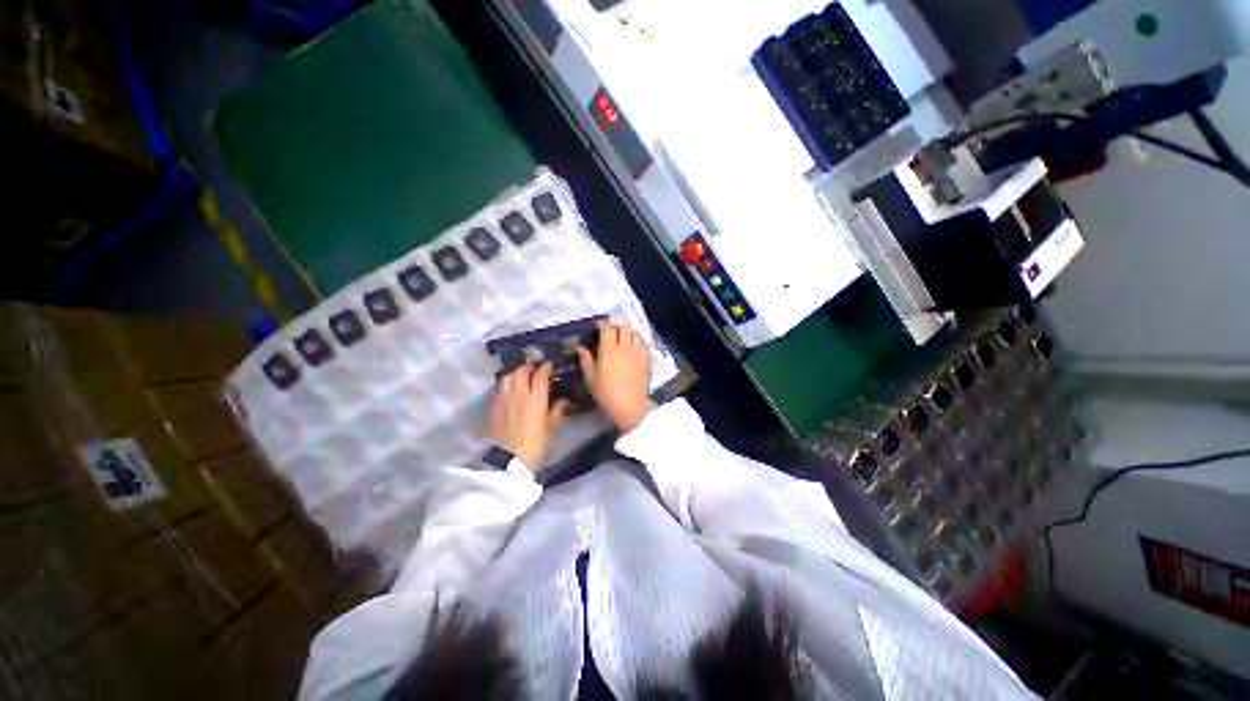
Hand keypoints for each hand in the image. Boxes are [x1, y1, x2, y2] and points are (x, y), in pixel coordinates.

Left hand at [489, 363, 570, 469]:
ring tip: (519, 378)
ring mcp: (503, 399)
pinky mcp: (493, 407)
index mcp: (536, 398)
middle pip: (520, 372)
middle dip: (528, 368)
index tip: (550, 365)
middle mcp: (518, 394)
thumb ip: (557, 411)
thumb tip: (563, 400)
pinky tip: (507, 391)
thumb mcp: (551, 428)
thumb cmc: (535, 443)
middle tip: (533, 370)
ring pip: (506, 377)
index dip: (546, 367)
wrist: (509, 459)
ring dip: (514, 374)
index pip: (540, 375)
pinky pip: (498, 389)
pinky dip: (504, 385)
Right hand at [577, 323, 656, 432]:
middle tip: (610, 332)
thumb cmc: (606, 393)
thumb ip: (586, 360)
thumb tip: (580, 348)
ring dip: (629, 333)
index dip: (602, 324)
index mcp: (609, 349)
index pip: (607, 328)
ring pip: (635, 334)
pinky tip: (634, 349)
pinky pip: (643, 345)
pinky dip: (638, 342)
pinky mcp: (646, 360)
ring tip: (623, 338)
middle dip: (616, 327)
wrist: (630, 405)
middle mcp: (624, 346)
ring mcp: (637, 352)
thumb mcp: (591, 378)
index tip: (598, 327)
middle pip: (623, 328)